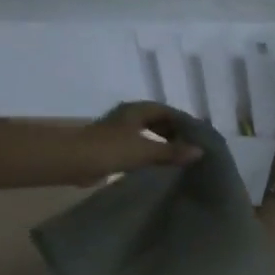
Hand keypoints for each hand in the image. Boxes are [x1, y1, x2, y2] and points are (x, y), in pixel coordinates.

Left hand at [70, 101, 202, 182]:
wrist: (75, 161)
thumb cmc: (112, 149)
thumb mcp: (146, 150)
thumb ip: (173, 151)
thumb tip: (199, 152)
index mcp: (136, 110)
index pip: (166, 110)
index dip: (183, 120)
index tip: (198, 134)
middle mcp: (128, 117)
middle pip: (156, 120)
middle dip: (174, 131)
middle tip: (191, 146)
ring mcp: (119, 132)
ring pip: (147, 133)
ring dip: (162, 142)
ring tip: (179, 155)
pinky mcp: (113, 147)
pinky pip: (138, 146)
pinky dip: (151, 152)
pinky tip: (159, 164)